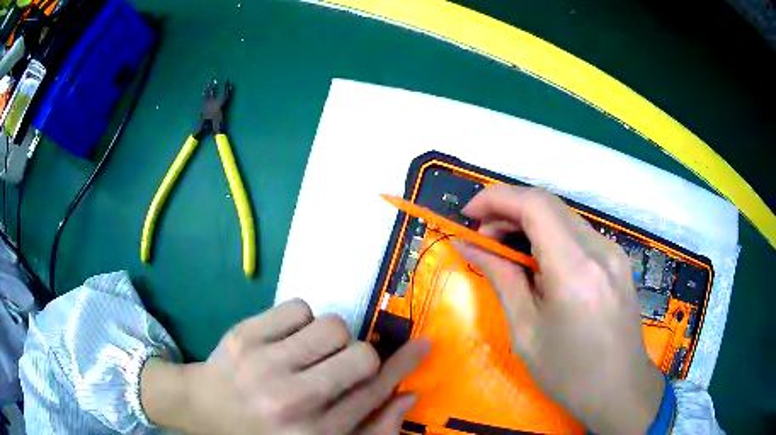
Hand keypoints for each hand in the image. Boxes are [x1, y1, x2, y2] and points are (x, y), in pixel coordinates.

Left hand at [141, 299, 429, 433]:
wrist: (204, 410)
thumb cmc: (266, 432)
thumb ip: (370, 428)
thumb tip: (408, 396)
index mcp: (316, 433)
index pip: (375, 393)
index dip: (403, 366)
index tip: (422, 344)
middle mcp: (293, 401)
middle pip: (360, 355)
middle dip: (363, 355)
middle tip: (341, 363)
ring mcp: (264, 364)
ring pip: (332, 325)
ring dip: (331, 337)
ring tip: (309, 353)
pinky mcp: (244, 334)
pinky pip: (298, 307)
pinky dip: (301, 320)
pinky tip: (285, 341)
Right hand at [454, 185, 663, 433]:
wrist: (619, 387)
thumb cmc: (568, 372)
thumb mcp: (525, 331)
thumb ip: (500, 278)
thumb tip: (467, 245)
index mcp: (575, 271)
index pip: (534, 206)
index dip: (496, 198)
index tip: (469, 214)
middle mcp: (599, 250)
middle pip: (548, 203)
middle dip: (508, 209)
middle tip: (482, 236)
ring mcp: (613, 251)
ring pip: (563, 214)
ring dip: (528, 221)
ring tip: (505, 248)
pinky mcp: (617, 258)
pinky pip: (577, 231)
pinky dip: (549, 234)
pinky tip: (537, 259)